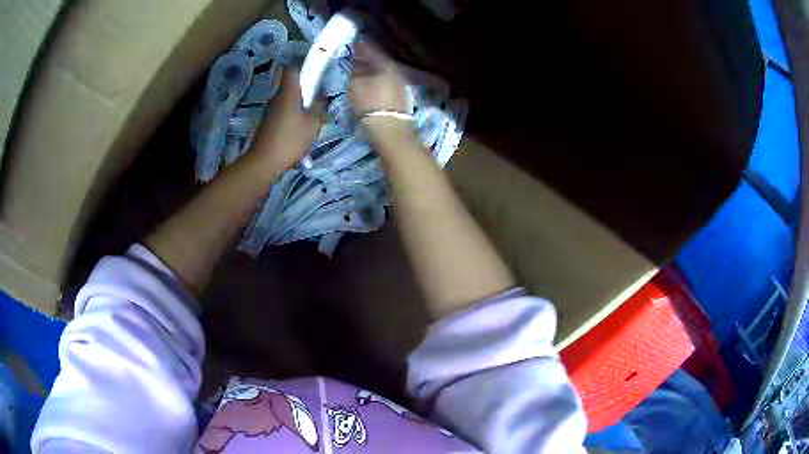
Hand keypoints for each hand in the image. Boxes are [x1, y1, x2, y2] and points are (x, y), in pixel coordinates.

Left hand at [252, 68, 322, 170]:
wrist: (264, 162)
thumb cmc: (290, 140)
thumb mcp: (312, 124)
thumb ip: (319, 107)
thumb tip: (321, 96)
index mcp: (288, 93)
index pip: (292, 68)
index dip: (302, 65)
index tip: (314, 71)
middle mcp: (276, 97)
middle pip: (290, 85)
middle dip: (304, 89)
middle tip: (317, 99)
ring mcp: (269, 111)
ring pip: (286, 100)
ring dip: (298, 104)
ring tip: (310, 117)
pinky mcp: (267, 123)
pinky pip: (282, 112)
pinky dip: (291, 115)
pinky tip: (299, 129)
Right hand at [350, 41, 414, 143]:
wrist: (390, 129)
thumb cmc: (370, 105)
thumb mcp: (355, 86)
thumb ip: (354, 73)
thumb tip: (354, 66)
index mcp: (385, 64)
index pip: (371, 50)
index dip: (361, 46)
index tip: (353, 42)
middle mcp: (396, 71)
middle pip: (379, 61)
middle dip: (367, 59)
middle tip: (355, 57)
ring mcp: (401, 84)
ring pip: (383, 72)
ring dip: (372, 70)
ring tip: (360, 72)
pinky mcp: (401, 96)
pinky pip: (386, 82)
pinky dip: (377, 80)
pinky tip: (370, 84)